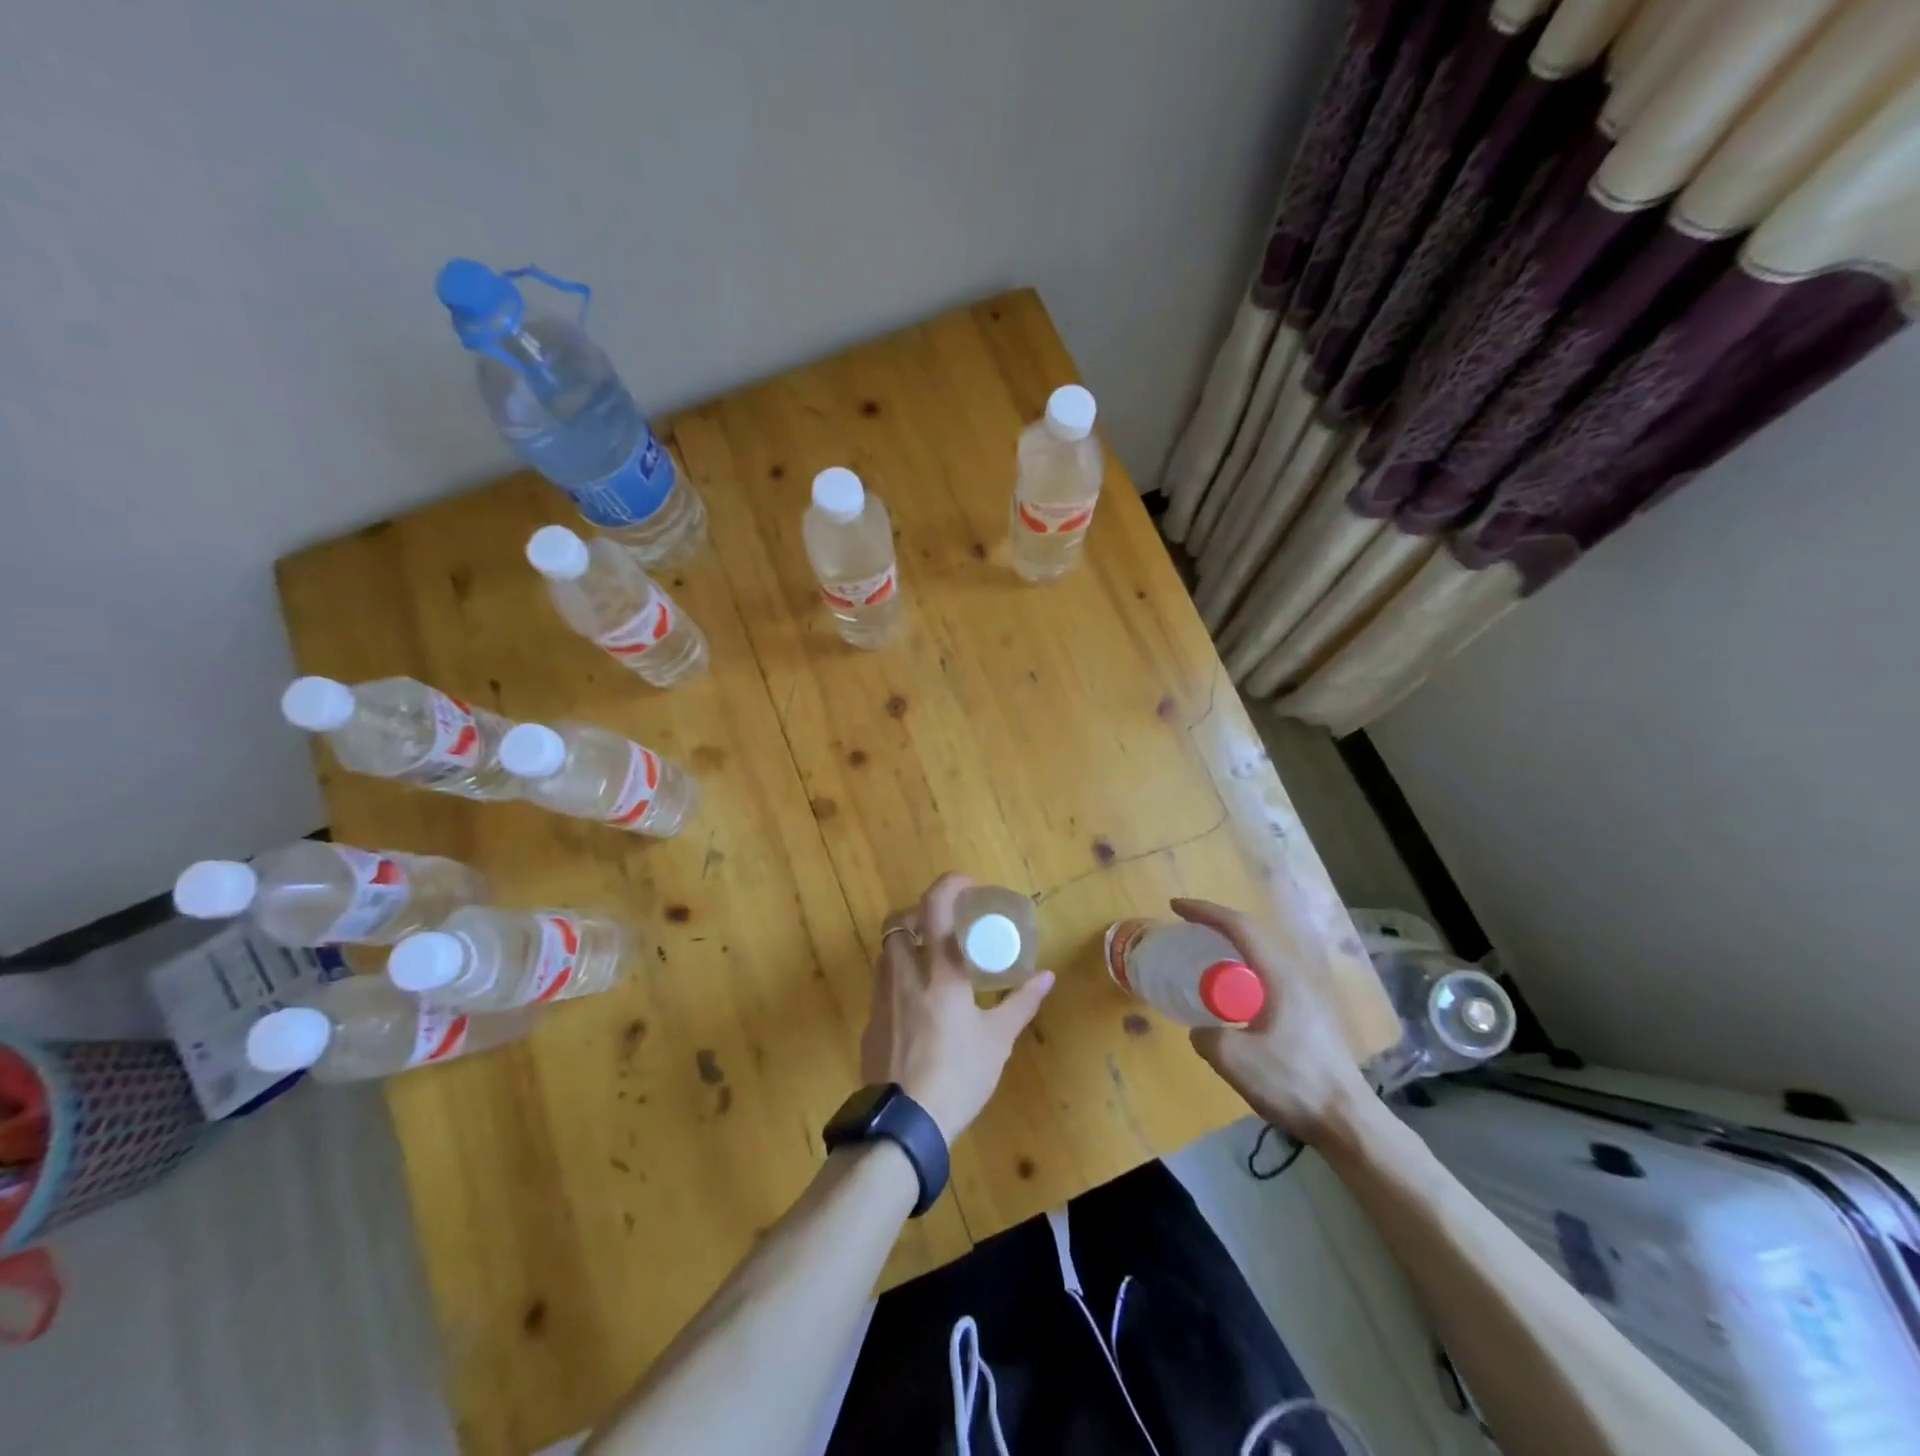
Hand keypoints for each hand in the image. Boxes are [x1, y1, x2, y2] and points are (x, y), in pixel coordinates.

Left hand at [859, 873, 1053, 1143]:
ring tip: (933, 962)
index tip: (967, 884)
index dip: (948, 885)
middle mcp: (905, 974)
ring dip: (908, 945)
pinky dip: (900, 978)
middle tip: (944, 924)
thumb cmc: (957, 1076)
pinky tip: (919, 1004)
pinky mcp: (870, 1021)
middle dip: (919, 913)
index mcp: (940, 972)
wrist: (903, 1123)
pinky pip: (883, 983)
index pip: (935, 908)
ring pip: (887, 951)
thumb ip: (1021, 1003)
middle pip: (898, 922)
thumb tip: (1046, 977)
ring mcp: (882, 997)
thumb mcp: (997, 1040)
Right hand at [1174, 897, 1372, 1144]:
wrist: (1349, 1122)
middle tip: (1186, 928)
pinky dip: (1243, 969)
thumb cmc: (1294, 1083)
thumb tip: (1202, 1030)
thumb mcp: (1234, 1060)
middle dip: (1217, 923)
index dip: (1205, 912)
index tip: (1175, 908)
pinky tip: (1232, 995)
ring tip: (1204, 955)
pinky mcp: (1310, 1015)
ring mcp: (1307, 995)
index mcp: (1279, 976)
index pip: (1239, 927)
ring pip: (1262, 955)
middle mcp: (1296, 976)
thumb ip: (1207, 1037)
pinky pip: (1268, 975)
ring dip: (1231, 946)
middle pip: (1252, 934)